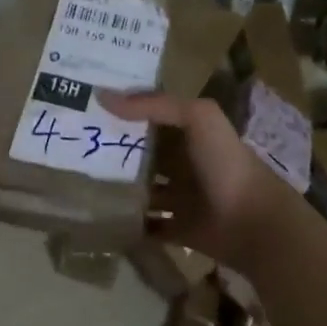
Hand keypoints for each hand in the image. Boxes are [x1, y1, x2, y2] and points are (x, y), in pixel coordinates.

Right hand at [99, 92, 305, 272]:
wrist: (253, 222)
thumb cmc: (225, 163)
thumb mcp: (197, 117)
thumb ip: (154, 104)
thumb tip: (102, 96)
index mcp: (189, 133)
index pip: (151, 116)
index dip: (124, 110)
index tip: (87, 106)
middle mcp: (184, 162)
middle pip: (144, 153)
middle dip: (115, 150)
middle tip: (73, 146)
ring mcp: (181, 197)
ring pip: (144, 189)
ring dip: (120, 188)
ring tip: (80, 182)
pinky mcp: (179, 229)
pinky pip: (149, 226)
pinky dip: (131, 225)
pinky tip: (102, 218)